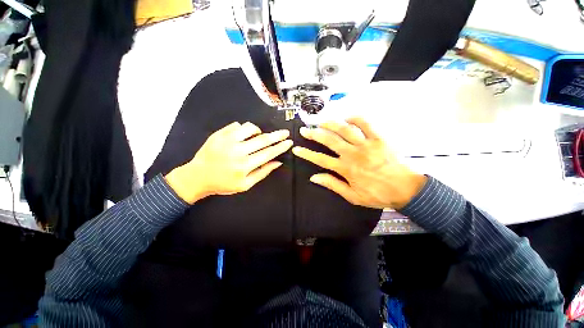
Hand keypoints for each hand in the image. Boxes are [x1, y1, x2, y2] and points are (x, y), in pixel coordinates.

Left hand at [165, 122, 292, 203]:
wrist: (197, 177)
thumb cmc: (223, 183)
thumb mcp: (245, 185)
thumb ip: (262, 172)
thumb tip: (277, 162)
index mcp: (245, 166)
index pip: (268, 153)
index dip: (280, 147)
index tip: (288, 142)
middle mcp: (237, 151)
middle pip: (262, 140)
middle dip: (277, 135)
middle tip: (285, 132)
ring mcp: (226, 141)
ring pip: (249, 129)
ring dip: (258, 131)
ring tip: (259, 136)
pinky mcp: (218, 135)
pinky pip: (236, 126)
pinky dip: (244, 129)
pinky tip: (243, 136)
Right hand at [292, 117, 426, 209]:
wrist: (405, 189)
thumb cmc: (377, 194)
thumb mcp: (352, 196)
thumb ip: (332, 184)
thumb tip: (314, 177)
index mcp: (345, 168)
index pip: (320, 159)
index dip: (307, 153)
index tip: (297, 149)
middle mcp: (353, 154)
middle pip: (329, 140)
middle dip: (314, 134)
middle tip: (305, 130)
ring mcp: (366, 144)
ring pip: (344, 129)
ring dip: (331, 124)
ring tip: (321, 121)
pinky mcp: (379, 138)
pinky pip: (366, 124)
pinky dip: (356, 118)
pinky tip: (347, 118)